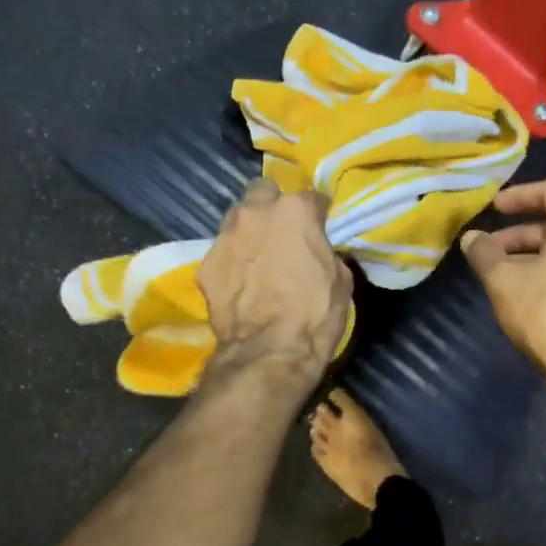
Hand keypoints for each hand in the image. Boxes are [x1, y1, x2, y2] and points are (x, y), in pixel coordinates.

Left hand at [200, 179, 351, 384]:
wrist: (268, 352)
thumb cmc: (315, 315)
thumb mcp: (341, 281)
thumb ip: (328, 254)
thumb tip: (322, 252)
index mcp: (295, 211)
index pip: (312, 197)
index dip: (319, 214)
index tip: (322, 227)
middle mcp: (256, 213)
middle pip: (263, 192)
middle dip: (274, 206)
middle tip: (283, 233)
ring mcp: (225, 237)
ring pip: (237, 219)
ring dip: (250, 231)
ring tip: (258, 256)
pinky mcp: (204, 265)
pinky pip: (222, 254)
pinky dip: (232, 262)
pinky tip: (241, 283)